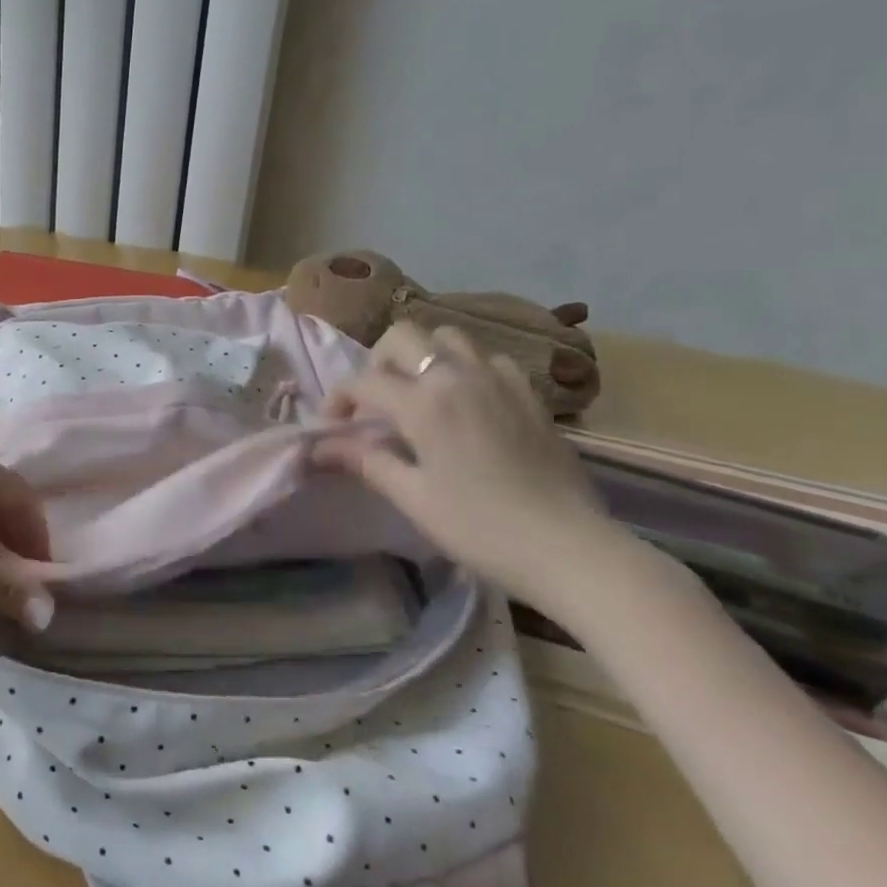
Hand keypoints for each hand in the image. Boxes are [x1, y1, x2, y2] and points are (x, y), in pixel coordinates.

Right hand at [312, 322, 614, 614]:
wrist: (570, 549)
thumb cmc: (479, 528)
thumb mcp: (412, 498)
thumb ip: (364, 461)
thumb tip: (317, 448)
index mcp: (424, 403)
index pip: (363, 381)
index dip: (338, 399)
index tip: (333, 427)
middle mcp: (458, 377)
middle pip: (404, 336)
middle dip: (378, 362)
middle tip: (376, 402)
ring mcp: (499, 381)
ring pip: (449, 338)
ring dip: (424, 357)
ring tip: (420, 395)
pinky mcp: (530, 396)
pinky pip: (490, 360)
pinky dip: (468, 369)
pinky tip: (468, 403)